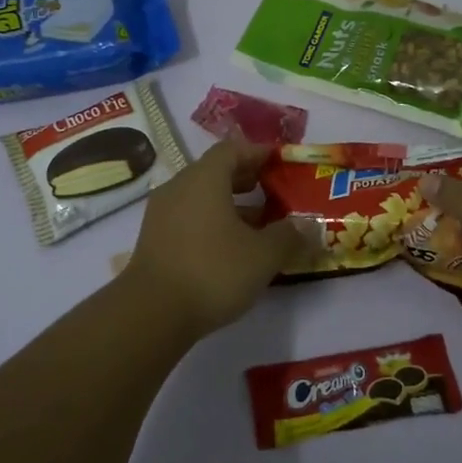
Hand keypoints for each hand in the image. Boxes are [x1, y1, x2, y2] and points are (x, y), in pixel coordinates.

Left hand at [122, 139, 303, 333]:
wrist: (152, 313)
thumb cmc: (212, 271)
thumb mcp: (263, 255)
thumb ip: (289, 236)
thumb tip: (309, 225)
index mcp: (204, 178)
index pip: (233, 149)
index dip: (258, 152)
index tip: (280, 162)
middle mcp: (179, 187)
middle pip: (215, 172)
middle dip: (246, 179)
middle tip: (274, 192)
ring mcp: (161, 214)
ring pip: (201, 197)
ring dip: (230, 205)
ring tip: (259, 225)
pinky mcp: (154, 240)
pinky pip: (189, 218)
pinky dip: (212, 223)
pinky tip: (231, 248)